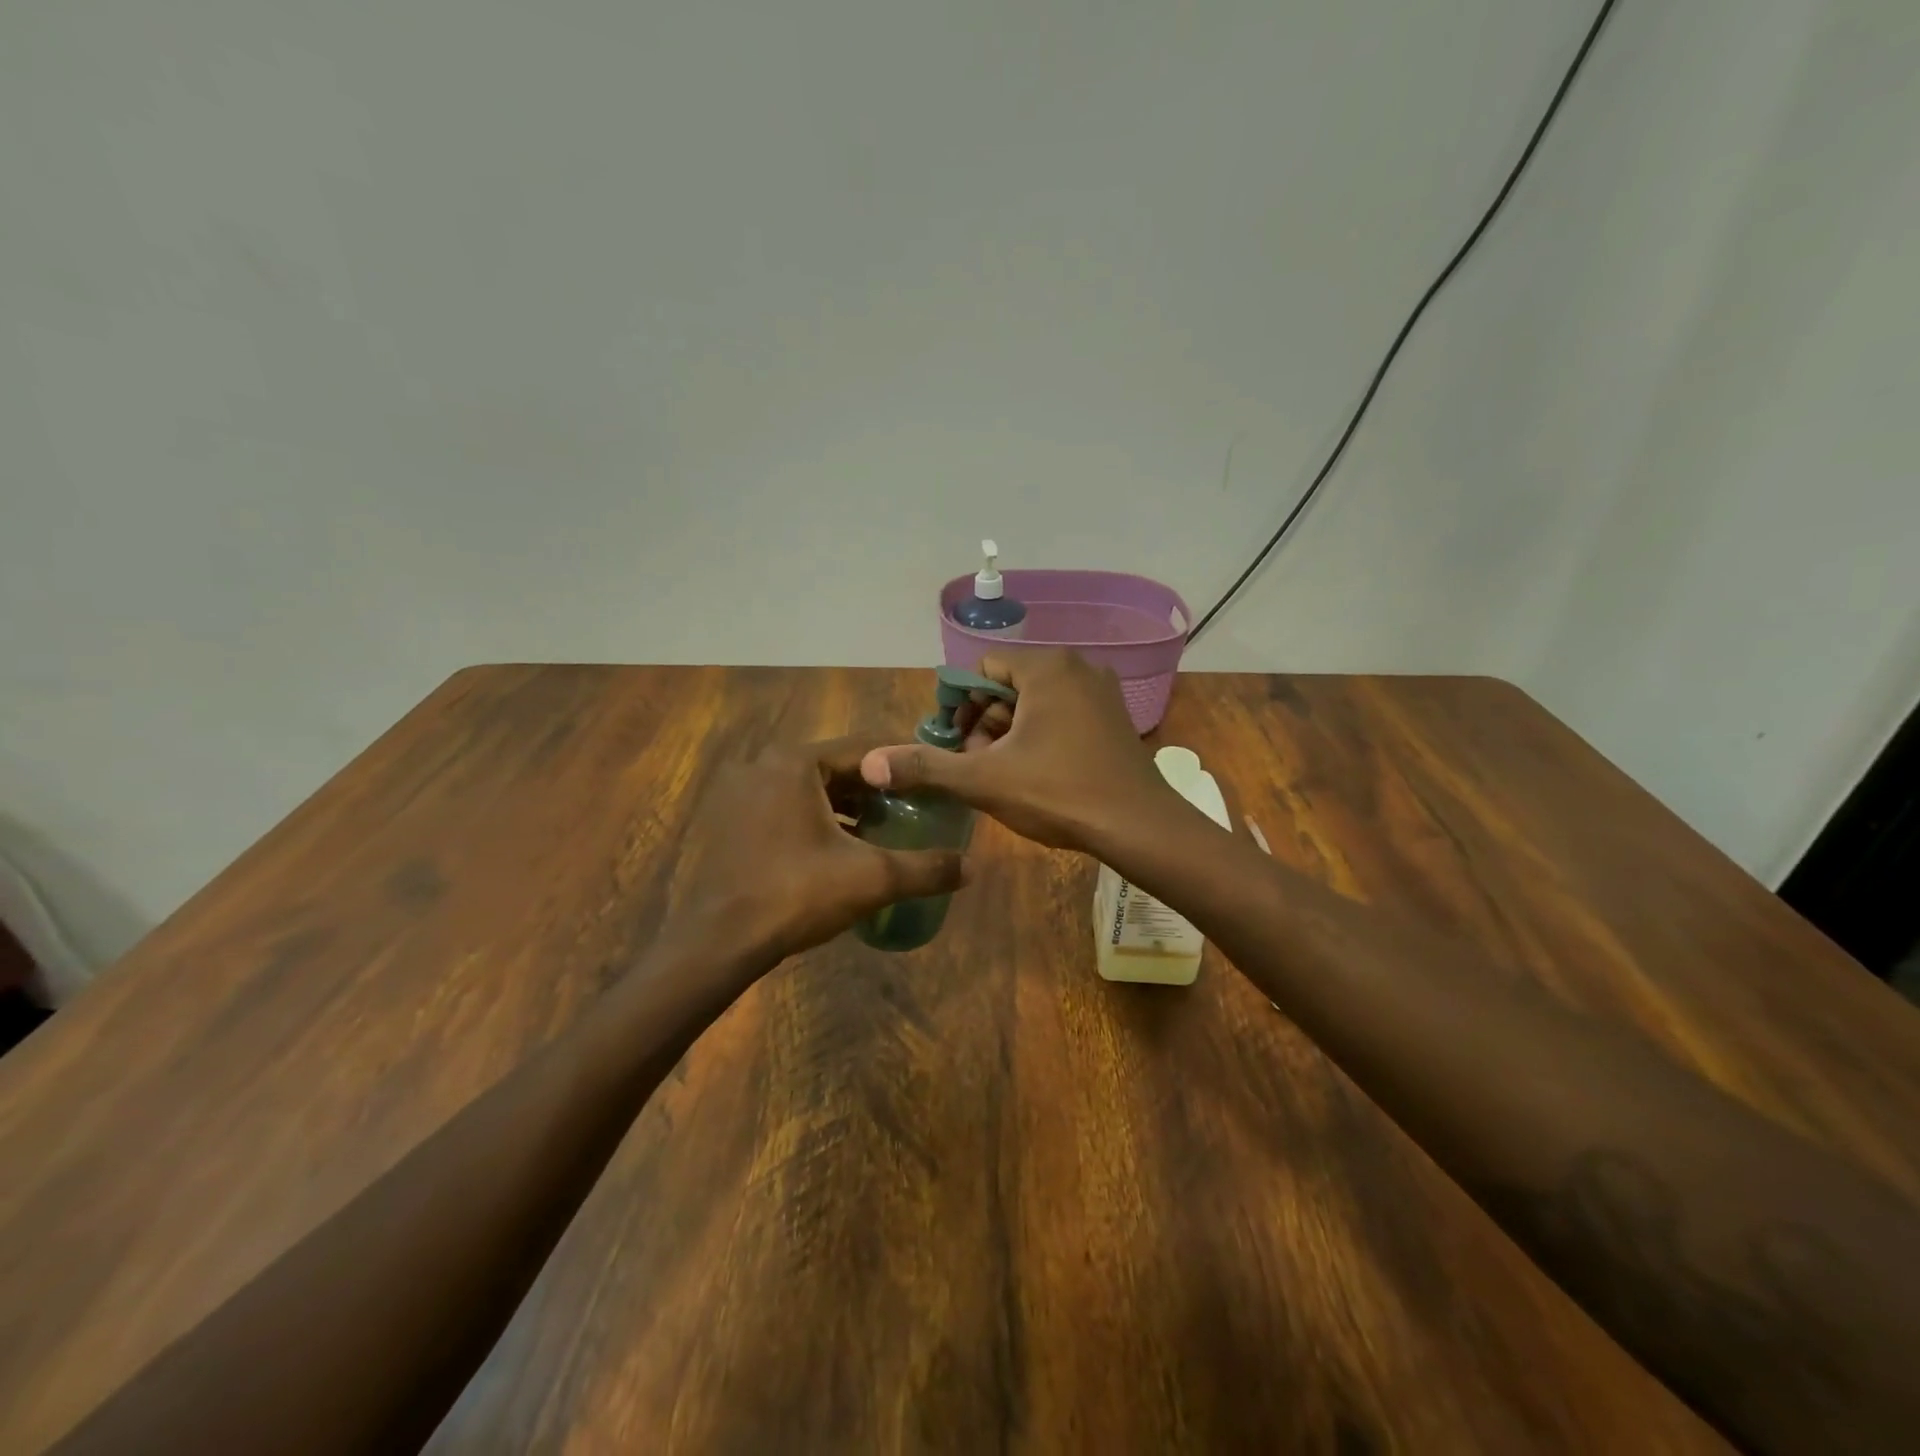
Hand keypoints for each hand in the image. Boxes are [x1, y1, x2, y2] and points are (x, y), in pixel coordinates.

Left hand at [663, 738, 969, 968]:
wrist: (720, 941)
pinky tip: (844, 848)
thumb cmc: (796, 894)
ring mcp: (745, 793)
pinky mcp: (735, 821)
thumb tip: (974, 868)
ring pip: (813, 789)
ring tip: (886, 829)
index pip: (866, 748)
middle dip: (878, 788)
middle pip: (839, 767)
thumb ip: (927, 868)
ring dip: (850, 806)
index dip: (904, 765)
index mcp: (797, 762)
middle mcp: (767, 765)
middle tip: (915, 808)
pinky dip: (820, 820)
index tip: (934, 782)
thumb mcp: (872, 878)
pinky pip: (790, 807)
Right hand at [860, 651, 1183, 853]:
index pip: (982, 668)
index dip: (960, 705)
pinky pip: (1063, 714)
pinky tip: (1036, 773)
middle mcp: (1077, 667)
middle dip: (986, 722)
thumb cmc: (1058, 793)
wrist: (1139, 827)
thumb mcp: (984, 780)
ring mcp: (1102, 692)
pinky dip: (1041, 736)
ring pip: (1036, 702)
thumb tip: (871, 763)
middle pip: (1009, 685)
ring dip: (1010, 733)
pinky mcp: (1114, 718)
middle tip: (979, 764)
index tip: (956, 744)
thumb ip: (927, 766)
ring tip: (1003, 773)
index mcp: (1047, 668)